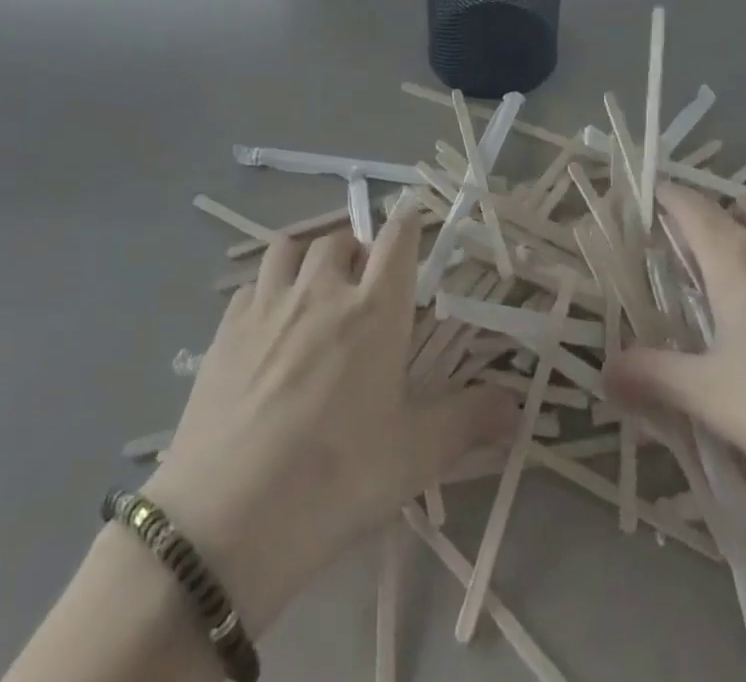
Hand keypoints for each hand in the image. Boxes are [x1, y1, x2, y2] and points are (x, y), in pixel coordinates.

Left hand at [140, 218, 516, 633]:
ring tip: (315, 287)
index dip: (409, 225)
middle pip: (343, 238)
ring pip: (291, 248)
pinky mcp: (226, 329)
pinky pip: (252, 285)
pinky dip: (268, 288)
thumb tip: (519, 409)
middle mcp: (323, 290)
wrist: (227, 520)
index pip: (398, 238)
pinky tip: (268, 323)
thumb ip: (468, 422)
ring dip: (309, 256)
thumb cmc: (336, 480)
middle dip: (358, 250)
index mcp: (375, 309)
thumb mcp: (414, 457)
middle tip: (364, 285)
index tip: (413, 230)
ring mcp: (269, 304)